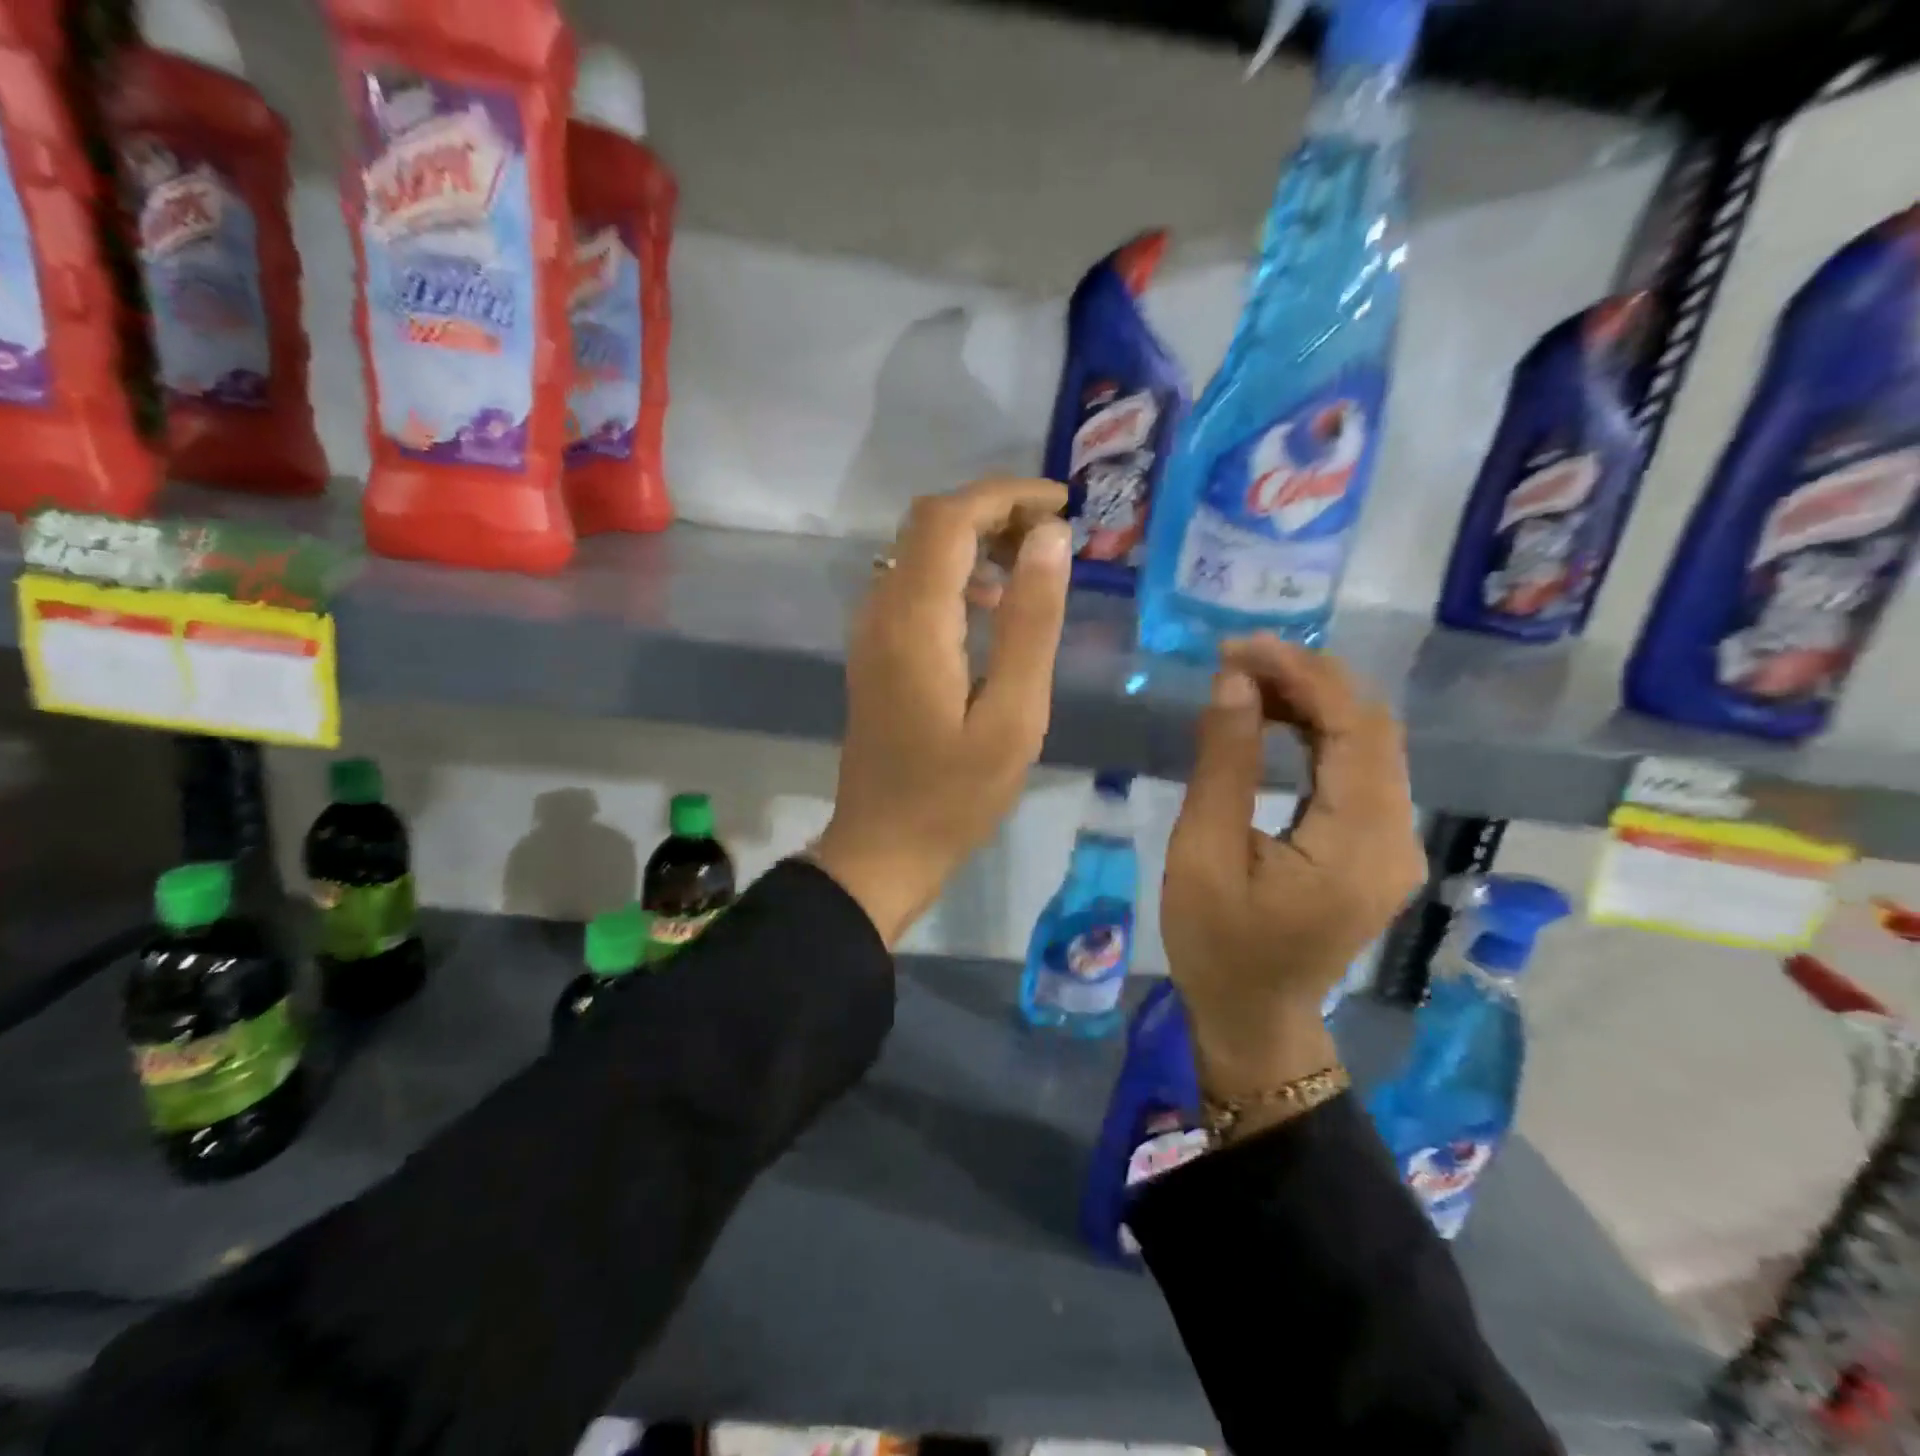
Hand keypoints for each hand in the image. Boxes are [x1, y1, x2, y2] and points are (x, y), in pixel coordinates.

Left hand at [812, 478, 1071, 944]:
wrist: (882, 848)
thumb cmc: (955, 796)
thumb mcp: (1012, 716)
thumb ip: (1031, 623)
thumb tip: (1049, 538)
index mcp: (914, 621)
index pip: (949, 518)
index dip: (1005, 495)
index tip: (1061, 505)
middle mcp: (881, 611)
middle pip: (929, 524)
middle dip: (991, 511)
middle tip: (1052, 534)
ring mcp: (871, 632)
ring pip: (918, 552)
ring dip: (974, 541)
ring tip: (1033, 566)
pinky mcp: (875, 652)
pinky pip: (912, 587)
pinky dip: (955, 575)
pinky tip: (992, 609)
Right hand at [1163, 636, 1426, 1126]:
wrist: (1255, 1017)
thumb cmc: (1216, 945)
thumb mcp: (1203, 853)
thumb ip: (1224, 764)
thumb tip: (1235, 683)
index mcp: (1358, 844)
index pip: (1354, 730)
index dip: (1303, 676)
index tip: (1240, 649)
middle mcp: (1396, 836)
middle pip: (1372, 729)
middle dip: (1308, 680)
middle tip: (1237, 660)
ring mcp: (1394, 842)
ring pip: (1369, 744)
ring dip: (1314, 702)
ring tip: (1248, 682)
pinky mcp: (1377, 846)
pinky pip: (1360, 770)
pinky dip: (1320, 733)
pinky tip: (1277, 720)